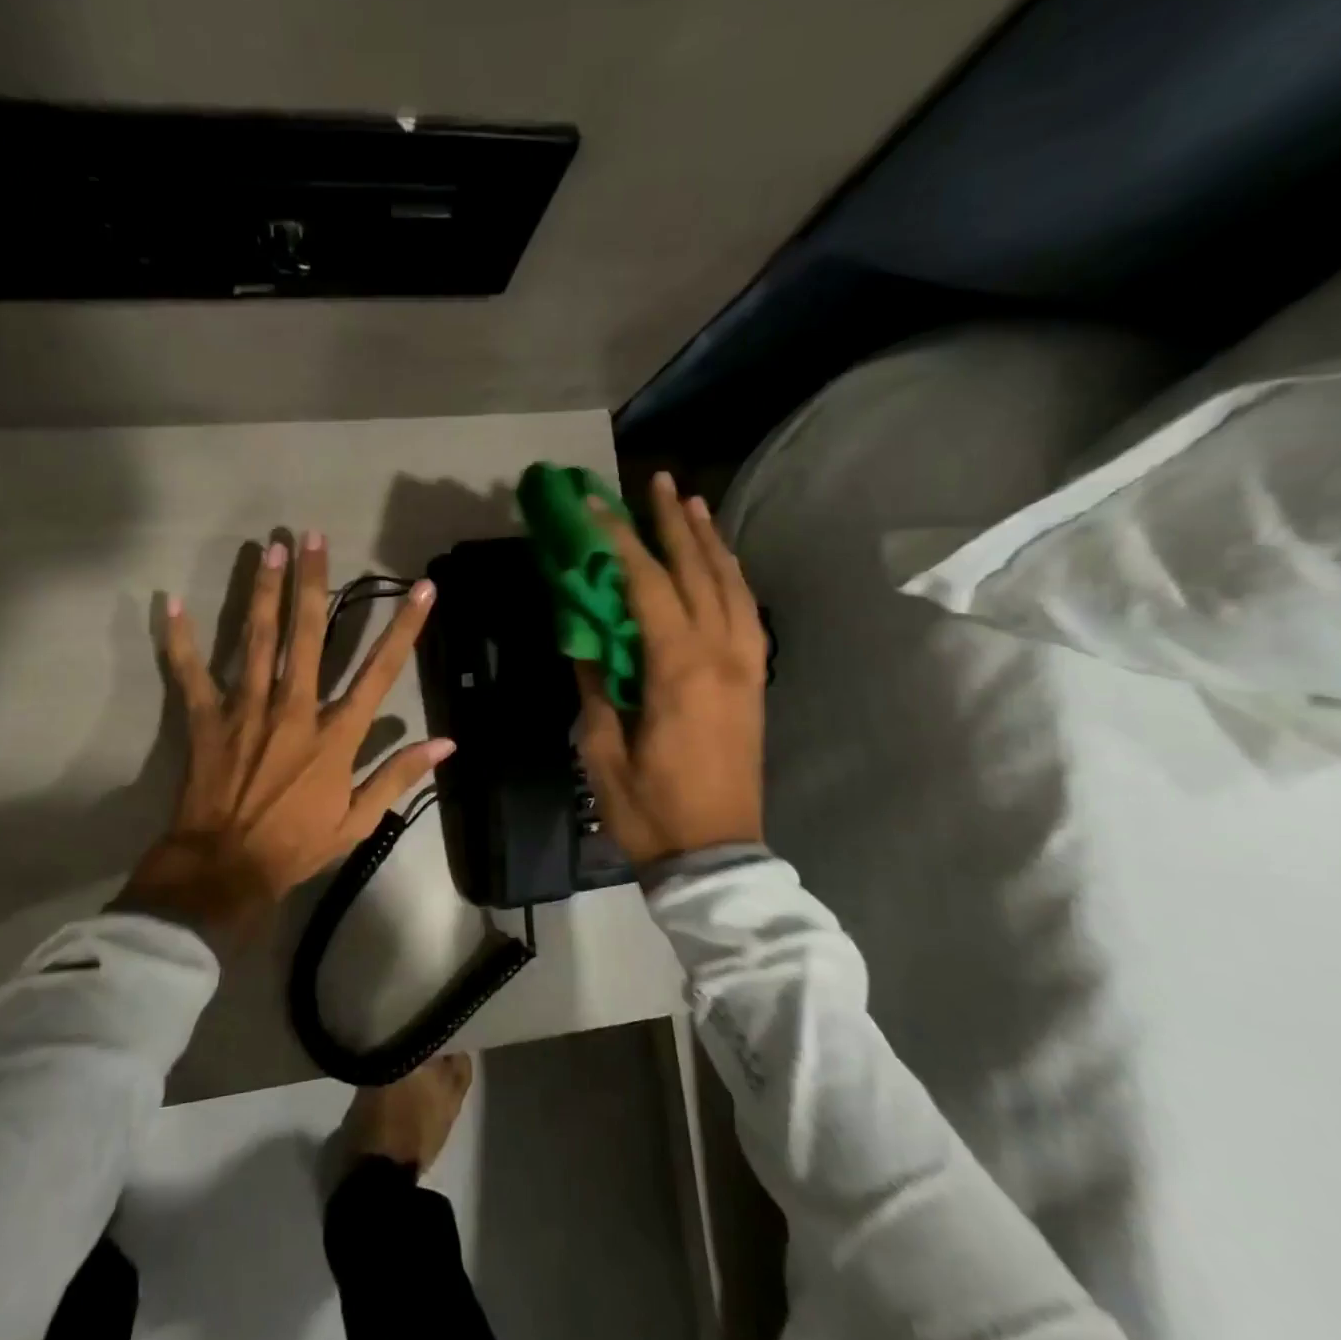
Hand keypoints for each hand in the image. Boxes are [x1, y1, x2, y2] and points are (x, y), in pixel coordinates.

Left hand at [114, 532, 453, 950]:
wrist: (225, 870)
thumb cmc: (296, 845)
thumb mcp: (358, 821)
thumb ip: (398, 775)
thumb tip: (446, 744)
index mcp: (335, 734)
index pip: (379, 672)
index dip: (404, 628)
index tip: (421, 588)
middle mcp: (294, 709)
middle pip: (308, 635)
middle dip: (314, 583)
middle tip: (313, 536)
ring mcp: (247, 710)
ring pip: (258, 640)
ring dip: (264, 591)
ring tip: (269, 548)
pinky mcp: (207, 719)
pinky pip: (191, 673)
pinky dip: (181, 640)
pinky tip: (172, 603)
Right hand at [576, 472, 766, 865]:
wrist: (716, 858)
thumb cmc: (650, 808)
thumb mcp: (603, 748)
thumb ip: (597, 683)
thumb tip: (585, 635)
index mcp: (680, 668)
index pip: (646, 584)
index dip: (617, 539)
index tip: (593, 503)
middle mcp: (722, 655)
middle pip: (698, 571)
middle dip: (673, 523)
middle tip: (656, 482)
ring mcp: (747, 667)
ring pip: (732, 586)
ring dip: (709, 542)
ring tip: (690, 504)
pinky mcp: (755, 682)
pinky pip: (746, 613)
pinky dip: (731, 578)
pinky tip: (718, 564)